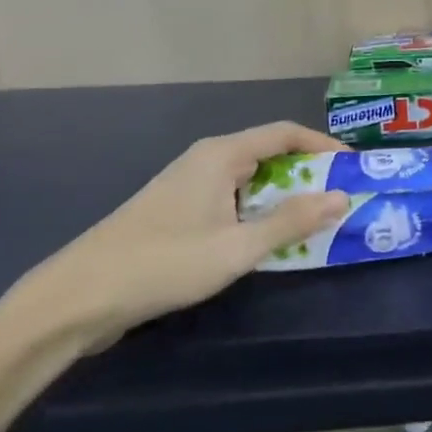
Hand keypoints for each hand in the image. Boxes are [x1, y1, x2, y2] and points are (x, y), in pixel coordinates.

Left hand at [0, 121, 349, 351]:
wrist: (77, 298)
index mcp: (221, 155)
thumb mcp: (237, 247)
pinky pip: (232, 200)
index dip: (324, 145)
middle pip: (269, 154)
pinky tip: (269, 240)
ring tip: (316, 221)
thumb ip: (291, 222)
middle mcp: (206, 160)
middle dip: (308, 173)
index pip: (285, 133)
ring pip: (250, 180)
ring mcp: (189, 186)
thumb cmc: (163, 264)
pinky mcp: (178, 212)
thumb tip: (341, 197)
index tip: (354, 167)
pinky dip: (259, 212)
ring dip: (284, 196)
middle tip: (342, 198)